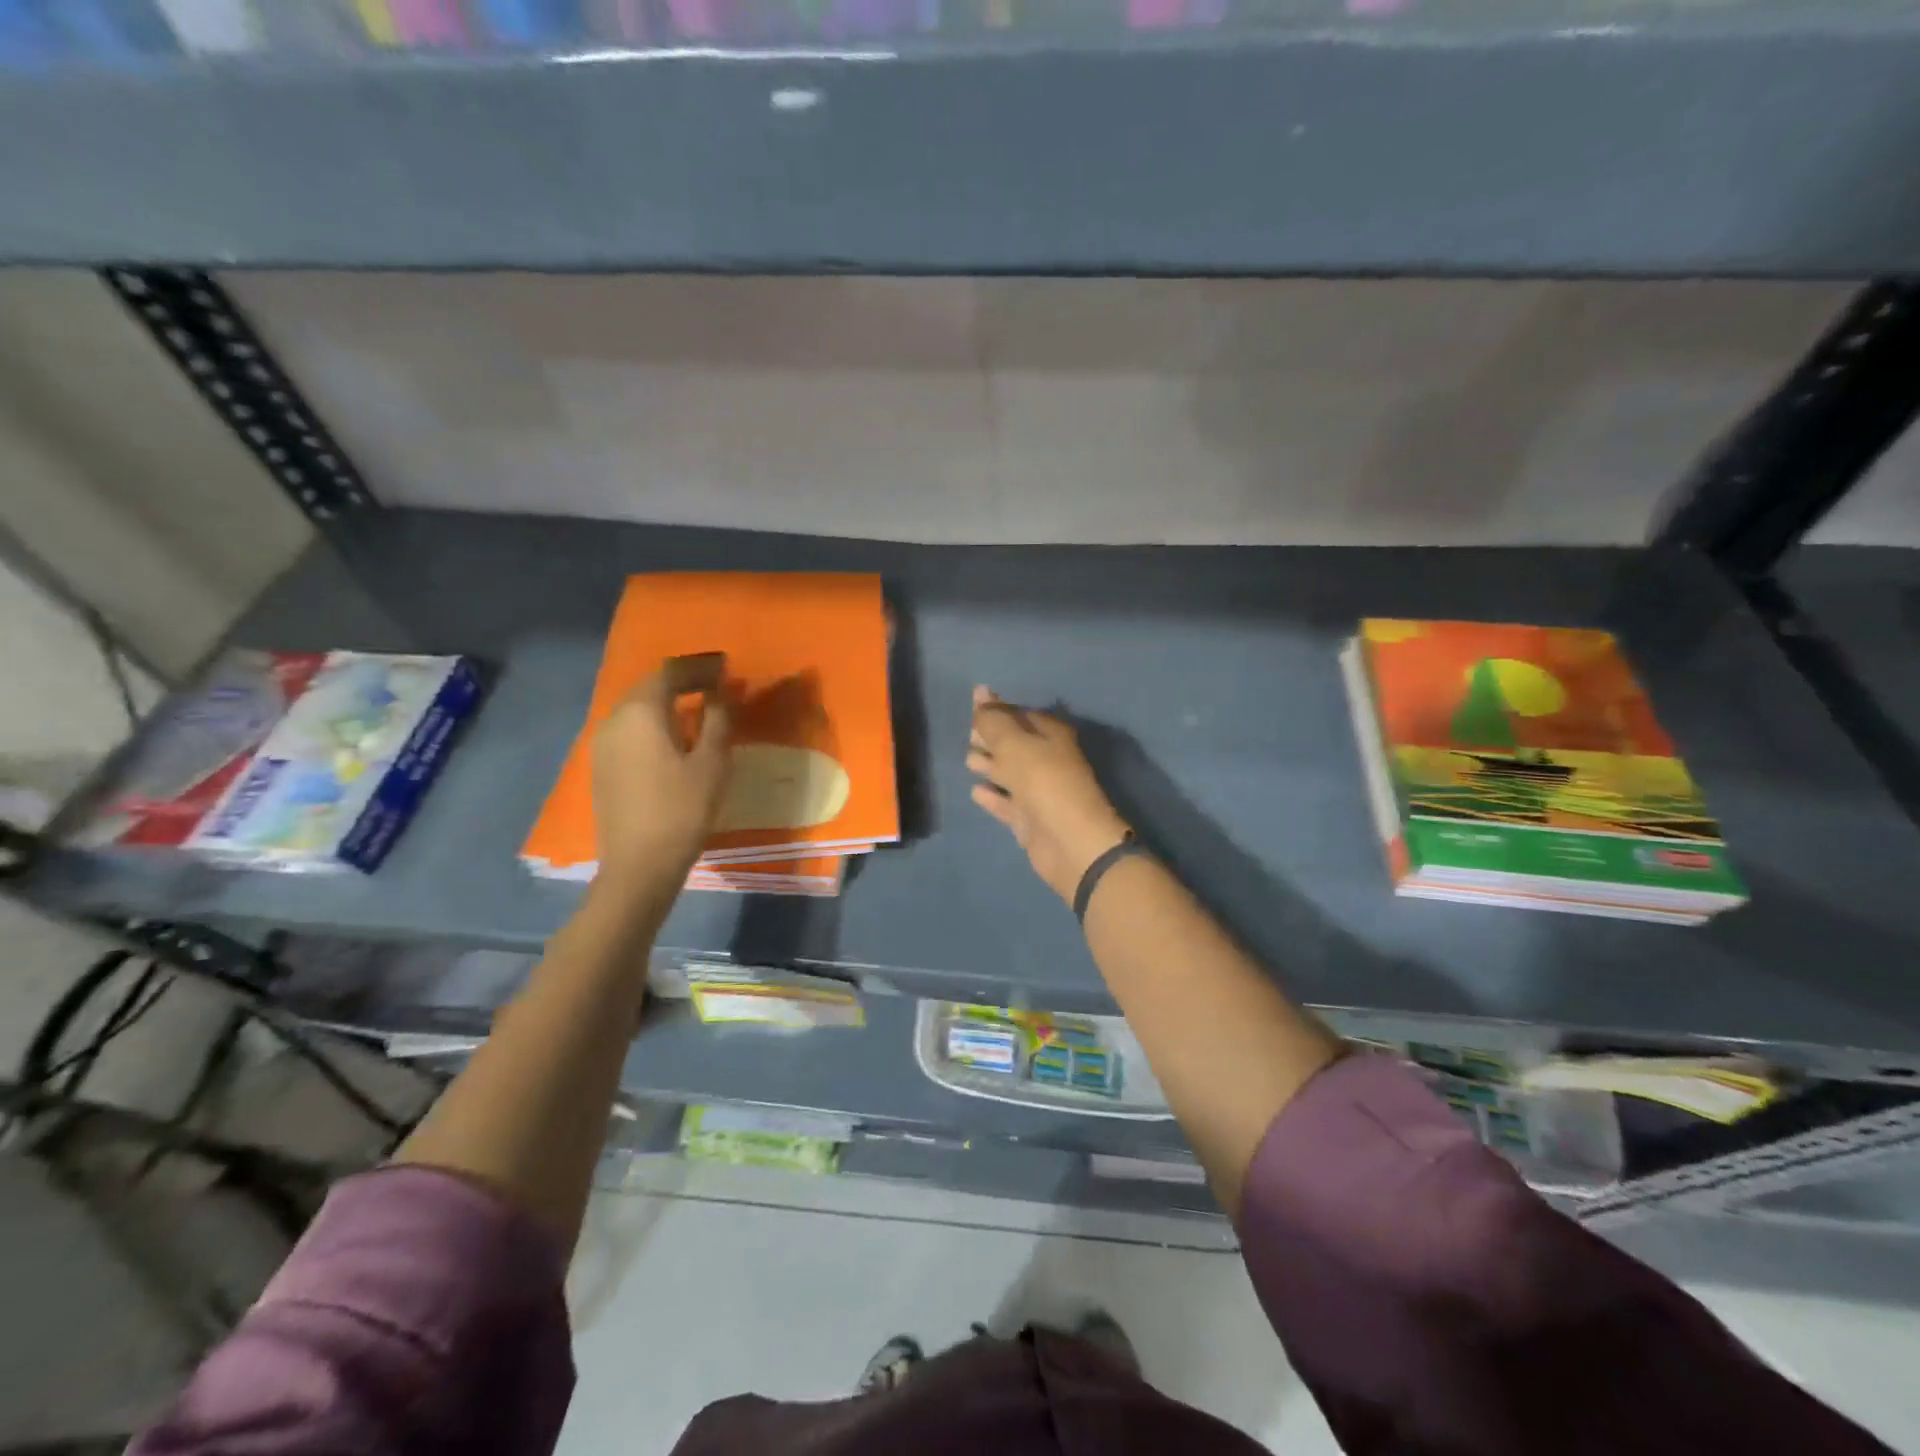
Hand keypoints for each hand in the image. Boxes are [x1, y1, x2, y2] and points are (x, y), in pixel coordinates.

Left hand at [592, 655, 732, 894]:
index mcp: (641, 712)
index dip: (700, 667)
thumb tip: (722, 692)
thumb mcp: (712, 763)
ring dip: (668, 703)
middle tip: (716, 684)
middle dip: (683, 681)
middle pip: (650, 687)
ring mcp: (603, 745)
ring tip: (700, 709)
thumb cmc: (682, 811)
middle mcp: (614, 720)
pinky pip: (630, 730)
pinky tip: (675, 739)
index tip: (726, 667)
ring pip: (638, 709)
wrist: (638, 866)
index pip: (670, 672)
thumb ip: (718, 719)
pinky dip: (655, 723)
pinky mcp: (602, 767)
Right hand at [967, 686, 1130, 903]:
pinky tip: (975, 791)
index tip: (973, 708)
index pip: (1020, 715)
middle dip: (991, 738)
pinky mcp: (1030, 819)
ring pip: (1009, 773)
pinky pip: (1007, 802)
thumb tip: (980, 690)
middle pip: (1014, 744)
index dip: (997, 711)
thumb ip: (993, 720)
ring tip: (967, 759)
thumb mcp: (1014, 744)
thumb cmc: (1044, 781)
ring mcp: (1039, 791)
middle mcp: (1047, 760)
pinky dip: (993, 795)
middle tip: (966, 733)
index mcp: (1051, 735)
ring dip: (990, 765)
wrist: (1069, 841)